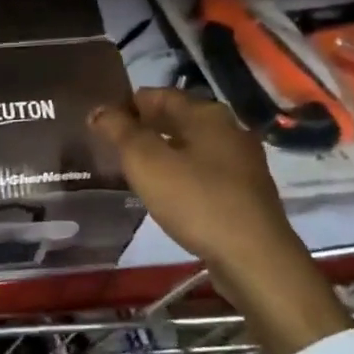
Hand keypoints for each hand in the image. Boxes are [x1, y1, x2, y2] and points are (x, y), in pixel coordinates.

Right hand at [90, 88, 348, 353]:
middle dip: (145, 128)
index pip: (158, 95)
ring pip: (192, 145)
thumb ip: (120, 131)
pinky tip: (168, 192)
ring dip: (164, 151)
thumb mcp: (146, 162)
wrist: (255, 258)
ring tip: (135, 170)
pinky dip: (182, 173)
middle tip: (114, 146)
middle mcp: (229, 130)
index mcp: (206, 114)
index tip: (101, 123)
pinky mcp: (247, 192)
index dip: (127, 104)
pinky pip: (205, 171)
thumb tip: (99, 110)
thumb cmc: (196, 201)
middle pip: (178, 118)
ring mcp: (242, 162)